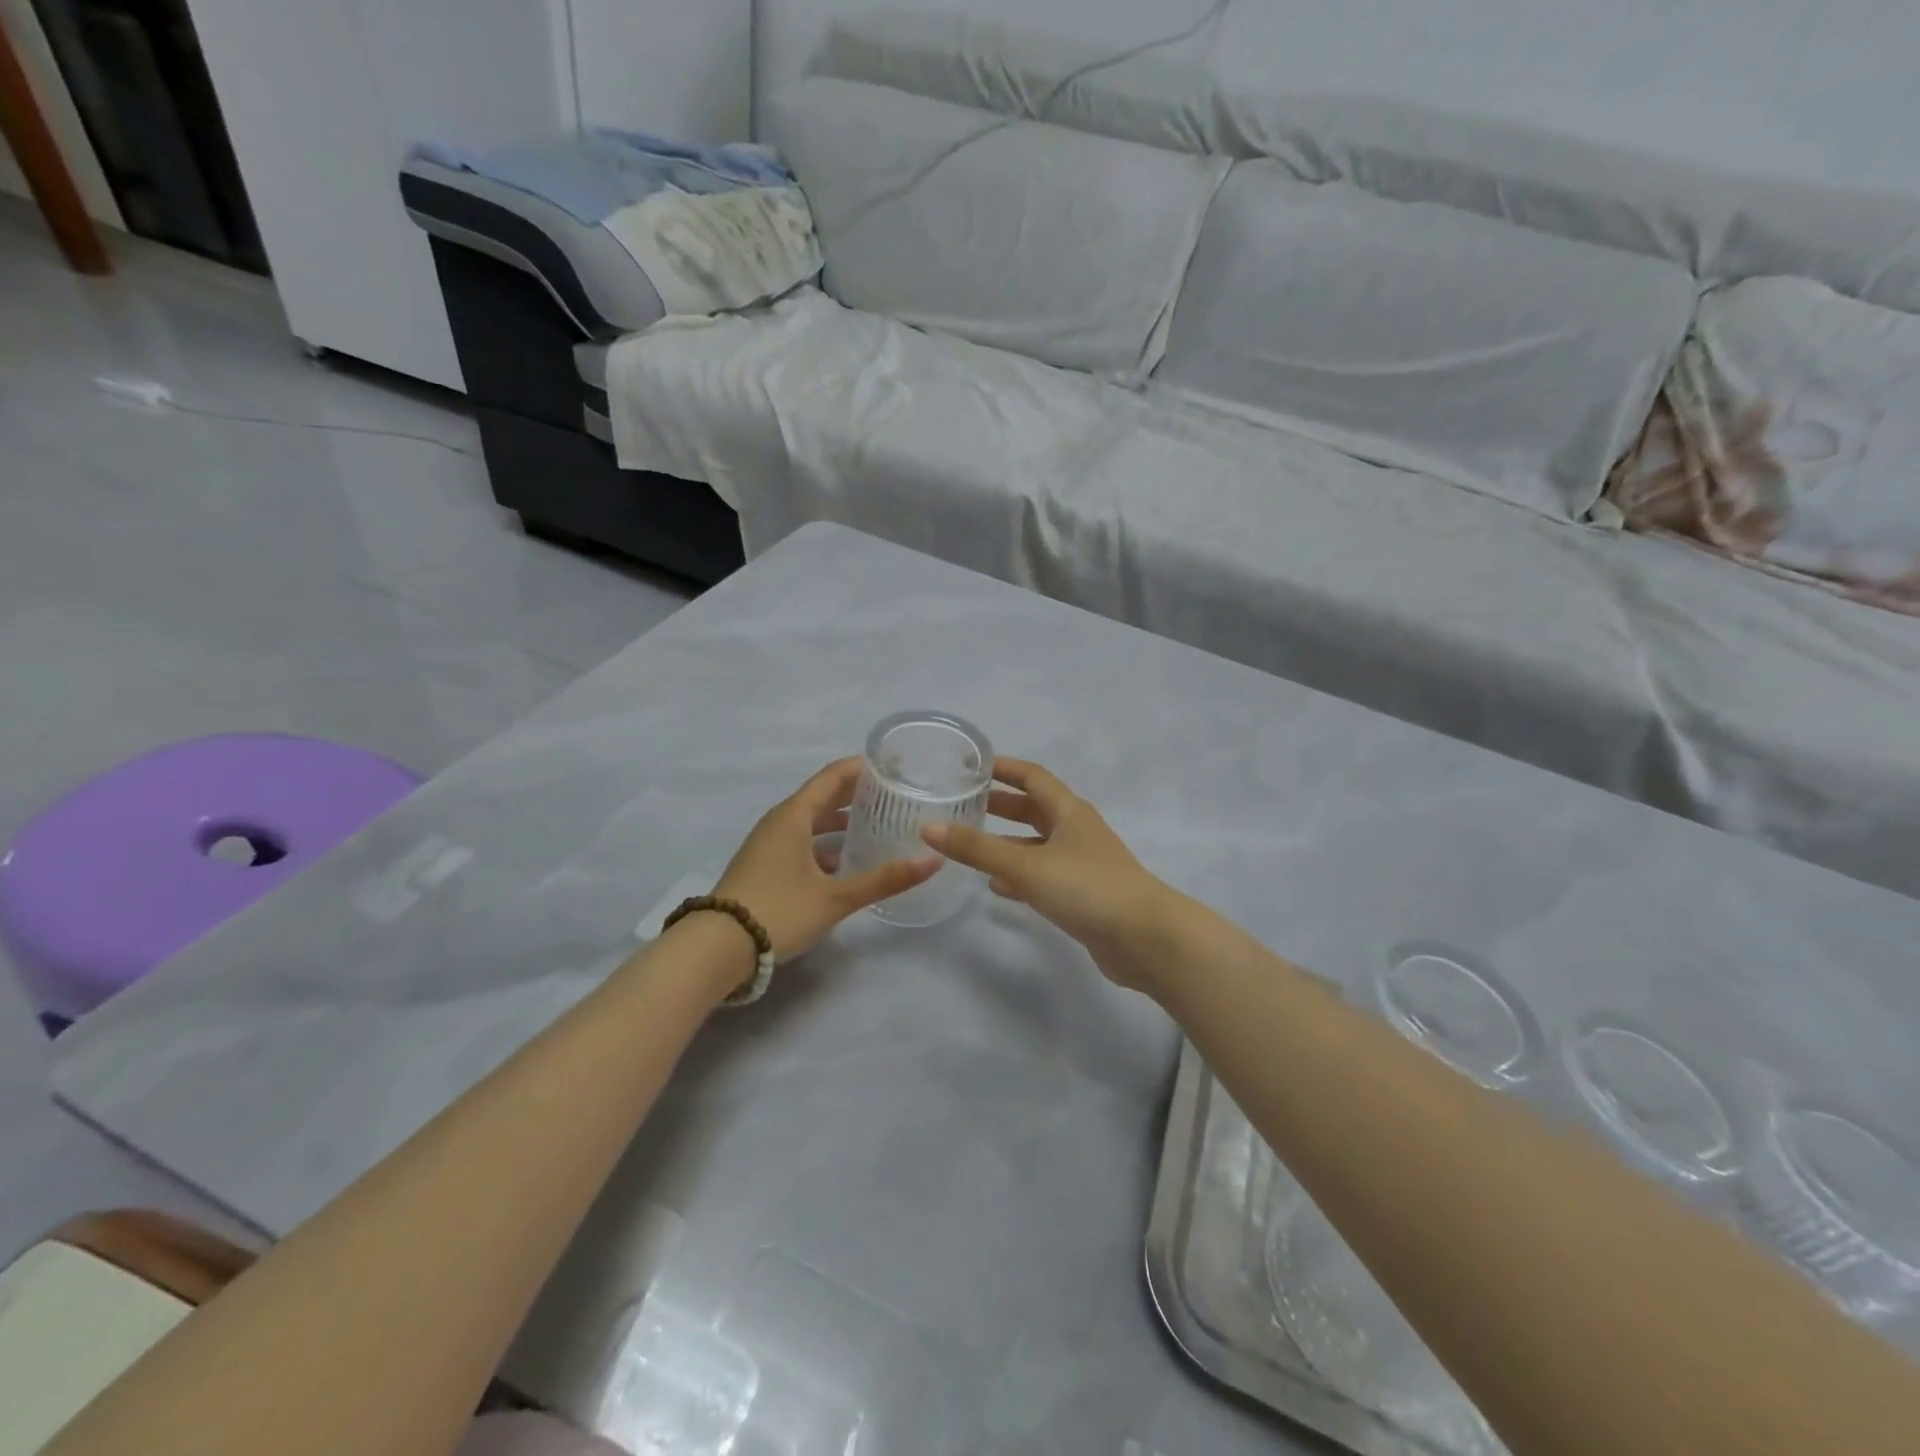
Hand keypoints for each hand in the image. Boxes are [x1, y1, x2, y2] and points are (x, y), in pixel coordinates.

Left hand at [714, 758, 940, 961]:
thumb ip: (884, 879)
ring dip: (841, 821)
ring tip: (877, 826)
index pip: (832, 776)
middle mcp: (779, 822)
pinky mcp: (764, 865)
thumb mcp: (835, 898)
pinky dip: (825, 843)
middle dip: (857, 794)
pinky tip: (846, 863)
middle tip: (894, 796)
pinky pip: (801, 841)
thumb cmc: (777, 912)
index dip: (863, 767)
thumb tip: (934, 859)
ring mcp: (768, 844)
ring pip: (811, 821)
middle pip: (822, 796)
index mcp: (793, 816)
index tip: (894, 766)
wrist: (715, 949)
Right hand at [922, 759, 1181, 993]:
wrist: (1144, 938)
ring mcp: (1081, 864)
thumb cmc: (1087, 887)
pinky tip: (997, 886)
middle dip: (1001, 806)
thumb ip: (978, 849)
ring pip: (1037, 845)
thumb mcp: (1027, 865)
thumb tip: (929, 828)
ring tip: (970, 845)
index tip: (971, 765)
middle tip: (963, 804)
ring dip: (1007, 843)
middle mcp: (1076, 831)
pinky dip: (1019, 876)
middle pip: (1034, 809)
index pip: (1033, 776)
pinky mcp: (1082, 894)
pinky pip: (1043, 876)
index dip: (1004, 768)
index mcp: (1069, 811)